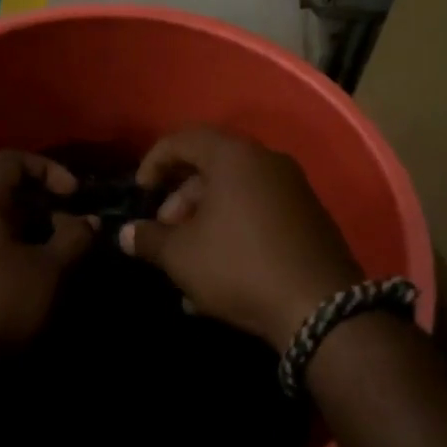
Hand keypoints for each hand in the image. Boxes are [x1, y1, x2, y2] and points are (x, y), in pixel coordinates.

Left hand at [0, 150, 95, 384]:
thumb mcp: (49, 271)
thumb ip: (74, 238)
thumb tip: (87, 220)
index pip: (10, 160)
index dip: (47, 168)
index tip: (73, 196)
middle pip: (8, 194)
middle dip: (48, 207)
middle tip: (77, 232)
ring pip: (2, 226)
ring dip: (37, 236)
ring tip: (65, 261)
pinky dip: (20, 257)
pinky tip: (40, 286)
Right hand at [118, 128, 363, 349]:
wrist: (320, 307)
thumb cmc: (239, 266)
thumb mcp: (182, 256)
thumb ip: (149, 239)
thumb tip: (126, 234)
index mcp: (234, 157)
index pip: (183, 139)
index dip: (153, 162)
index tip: (140, 194)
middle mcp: (267, 162)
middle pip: (211, 168)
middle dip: (180, 201)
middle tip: (164, 234)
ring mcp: (293, 190)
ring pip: (235, 195)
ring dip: (204, 223)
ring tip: (187, 264)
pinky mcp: (309, 219)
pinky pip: (259, 215)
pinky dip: (233, 234)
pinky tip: (219, 277)